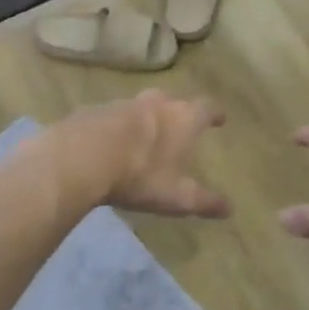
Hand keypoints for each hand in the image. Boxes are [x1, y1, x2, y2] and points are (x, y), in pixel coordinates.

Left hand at [51, 91, 230, 218]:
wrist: (79, 158)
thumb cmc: (138, 175)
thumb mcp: (176, 196)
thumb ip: (204, 201)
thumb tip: (229, 209)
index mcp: (182, 118)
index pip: (206, 108)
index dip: (215, 113)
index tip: (220, 118)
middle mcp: (155, 104)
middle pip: (172, 100)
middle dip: (178, 111)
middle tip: (180, 124)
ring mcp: (122, 104)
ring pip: (140, 106)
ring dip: (145, 118)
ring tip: (144, 135)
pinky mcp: (92, 111)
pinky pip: (111, 116)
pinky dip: (116, 126)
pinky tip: (110, 143)